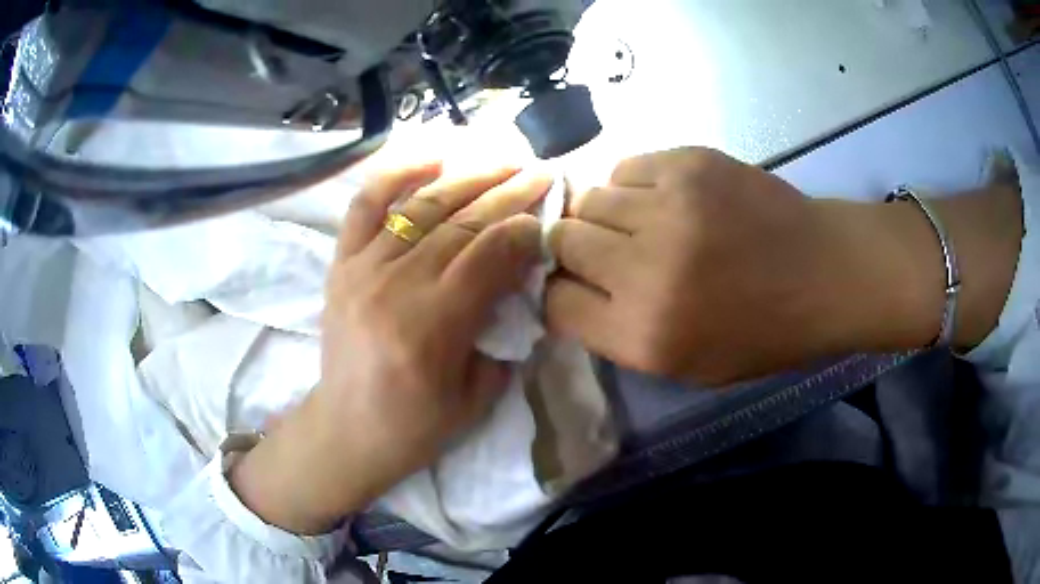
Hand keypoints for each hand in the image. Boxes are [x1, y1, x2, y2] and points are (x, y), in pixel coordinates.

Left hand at [232, 163, 551, 533]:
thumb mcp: (477, 396)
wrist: (347, 429)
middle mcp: (396, 286)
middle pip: (464, 223)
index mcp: (433, 326)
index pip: (491, 255)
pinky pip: (366, 204)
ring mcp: (363, 268)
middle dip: (510, 191)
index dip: (526, 231)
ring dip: (469, 176)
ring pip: (424, 206)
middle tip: (541, 171)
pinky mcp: (341, 263)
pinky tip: (431, 157)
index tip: (548, 219)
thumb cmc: (415, 425)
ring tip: (503, 158)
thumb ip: (502, 336)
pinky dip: (398, 173)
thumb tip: (519, 284)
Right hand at [546, 147, 1001, 385]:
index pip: (555, 302)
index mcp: (645, 335)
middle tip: (610, 252)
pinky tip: (664, 199)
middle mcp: (645, 271)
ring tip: (641, 223)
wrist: (824, 271)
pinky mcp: (687, 162)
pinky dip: (634, 185)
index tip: (578, 286)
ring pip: (588, 198)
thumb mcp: (686, 366)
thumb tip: (571, 287)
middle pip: (562, 242)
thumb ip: (619, 333)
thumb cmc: (762, 332)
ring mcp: (667, 208)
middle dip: (575, 249)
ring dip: (605, 215)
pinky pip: (625, 167)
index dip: (560, 292)